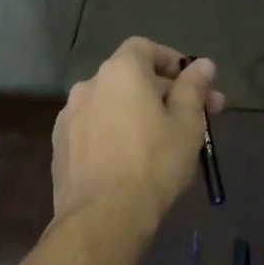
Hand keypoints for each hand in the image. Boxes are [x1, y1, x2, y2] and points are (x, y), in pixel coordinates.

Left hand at [52, 38, 224, 230]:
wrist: (103, 217)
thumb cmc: (154, 164)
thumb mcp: (187, 124)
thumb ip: (194, 88)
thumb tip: (203, 64)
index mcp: (120, 72)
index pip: (144, 47)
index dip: (171, 61)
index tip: (193, 85)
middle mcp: (88, 85)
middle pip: (130, 78)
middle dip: (163, 93)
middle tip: (194, 119)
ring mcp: (68, 117)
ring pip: (111, 105)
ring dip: (136, 114)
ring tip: (161, 142)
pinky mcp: (60, 146)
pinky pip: (94, 129)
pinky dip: (114, 134)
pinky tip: (130, 161)